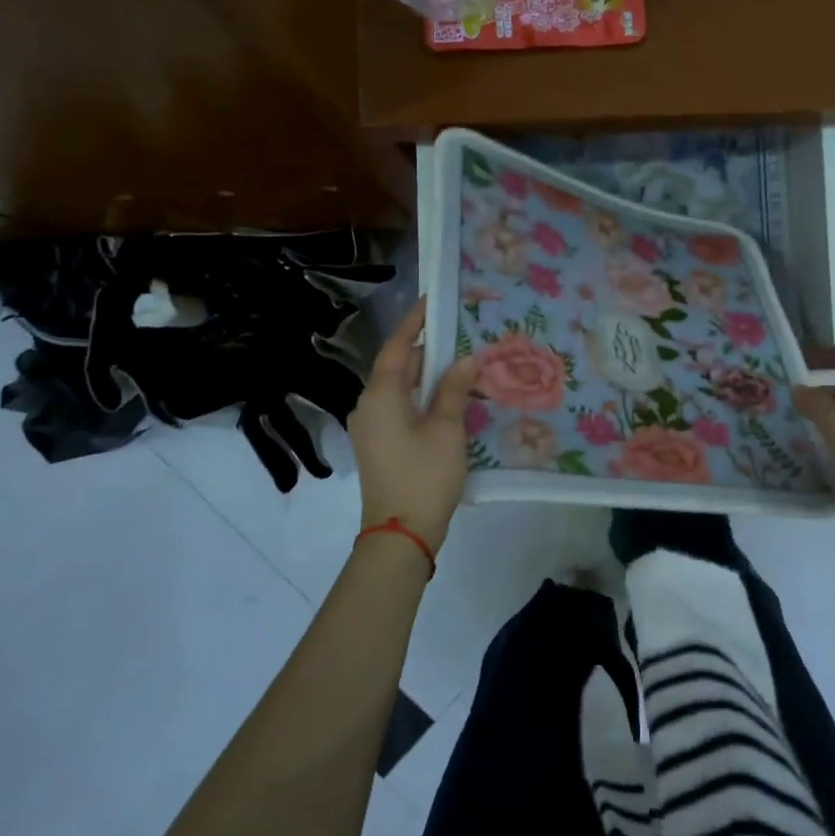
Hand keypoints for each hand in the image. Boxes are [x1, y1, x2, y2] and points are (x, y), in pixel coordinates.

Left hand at [348, 298, 479, 554]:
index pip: (396, 347)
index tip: (433, 301)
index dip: (415, 323)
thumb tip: (466, 359)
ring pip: (399, 389)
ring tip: (460, 363)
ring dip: (427, 376)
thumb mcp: (446, 430)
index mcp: (379, 395)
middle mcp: (368, 406)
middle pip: (396, 367)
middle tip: (459, 334)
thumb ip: (454, 390)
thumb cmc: (424, 476)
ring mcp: (371, 428)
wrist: (400, 534)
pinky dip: (421, 398)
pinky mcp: (379, 446)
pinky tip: (448, 400)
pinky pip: (399, 409)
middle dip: (427, 350)